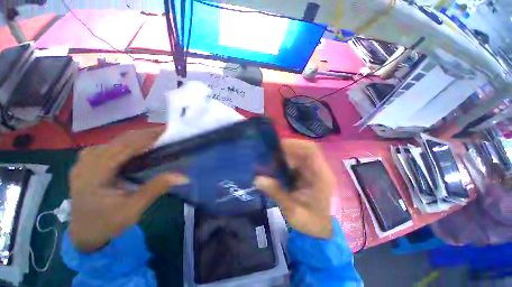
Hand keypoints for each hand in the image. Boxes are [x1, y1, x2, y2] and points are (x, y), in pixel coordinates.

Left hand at [69, 127, 187, 252]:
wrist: (84, 233)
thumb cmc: (107, 223)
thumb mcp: (133, 209)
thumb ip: (156, 189)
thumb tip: (183, 176)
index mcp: (94, 173)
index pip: (124, 147)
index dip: (146, 137)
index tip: (166, 130)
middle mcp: (86, 162)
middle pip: (119, 140)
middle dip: (144, 134)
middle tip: (166, 132)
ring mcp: (84, 160)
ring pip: (114, 141)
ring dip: (137, 137)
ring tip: (156, 137)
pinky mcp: (87, 162)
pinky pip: (110, 145)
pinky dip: (127, 142)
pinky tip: (137, 146)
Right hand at [254, 139, 335, 238]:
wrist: (324, 231)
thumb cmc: (313, 223)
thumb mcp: (293, 212)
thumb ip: (277, 194)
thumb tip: (258, 179)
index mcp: (321, 176)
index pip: (311, 151)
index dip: (295, 144)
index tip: (278, 146)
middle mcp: (319, 169)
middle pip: (304, 150)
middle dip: (286, 149)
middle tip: (270, 154)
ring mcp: (314, 171)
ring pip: (300, 155)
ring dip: (285, 155)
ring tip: (271, 160)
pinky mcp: (309, 174)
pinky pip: (297, 162)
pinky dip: (286, 162)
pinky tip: (276, 168)